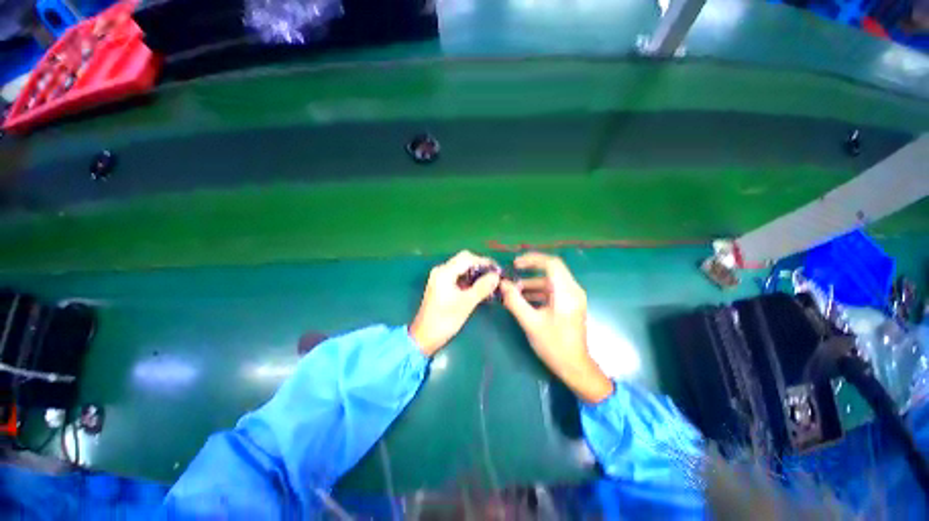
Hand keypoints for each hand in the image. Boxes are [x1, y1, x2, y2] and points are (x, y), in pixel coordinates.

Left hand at [410, 250, 500, 355]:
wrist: (424, 336)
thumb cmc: (445, 320)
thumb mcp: (466, 304)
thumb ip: (482, 287)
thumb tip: (496, 276)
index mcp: (444, 272)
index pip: (467, 258)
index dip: (484, 262)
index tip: (498, 270)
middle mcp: (441, 270)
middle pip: (464, 260)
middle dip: (480, 267)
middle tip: (494, 277)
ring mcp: (440, 277)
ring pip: (462, 268)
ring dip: (475, 273)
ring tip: (489, 283)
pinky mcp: (441, 285)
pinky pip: (458, 276)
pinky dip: (469, 279)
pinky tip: (479, 288)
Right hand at [499, 253, 613, 403]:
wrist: (574, 367)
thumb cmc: (554, 345)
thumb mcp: (531, 322)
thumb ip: (515, 301)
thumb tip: (502, 284)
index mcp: (566, 292)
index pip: (551, 264)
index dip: (532, 259)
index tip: (515, 264)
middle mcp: (572, 290)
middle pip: (551, 270)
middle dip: (530, 270)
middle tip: (512, 273)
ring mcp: (572, 297)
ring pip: (550, 281)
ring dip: (532, 283)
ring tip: (513, 290)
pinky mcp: (569, 304)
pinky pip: (552, 291)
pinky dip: (537, 292)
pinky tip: (523, 299)